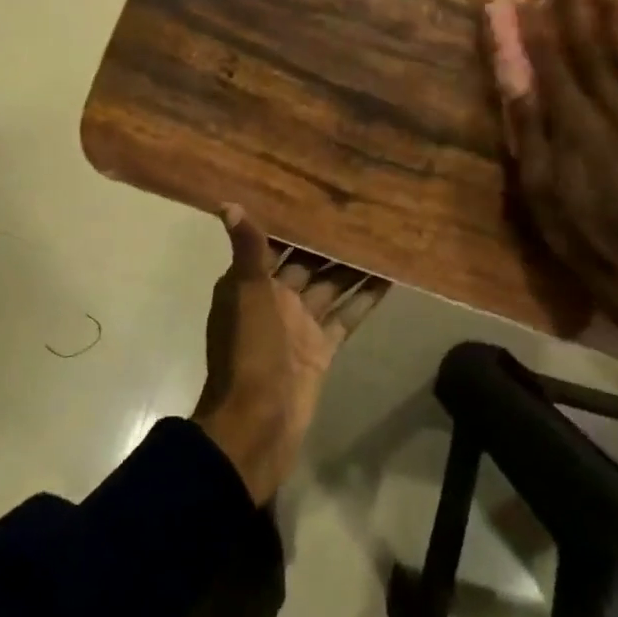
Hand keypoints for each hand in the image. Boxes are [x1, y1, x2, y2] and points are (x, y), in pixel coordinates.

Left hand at [192, 206, 388, 502]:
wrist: (257, 425)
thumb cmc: (249, 351)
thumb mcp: (247, 293)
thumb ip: (248, 249)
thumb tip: (228, 203)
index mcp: (251, 283)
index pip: (275, 242)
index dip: (294, 219)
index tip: (320, 191)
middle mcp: (275, 298)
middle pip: (307, 261)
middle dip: (330, 240)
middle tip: (362, 207)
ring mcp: (300, 324)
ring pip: (330, 285)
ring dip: (352, 265)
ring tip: (382, 234)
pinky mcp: (322, 347)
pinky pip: (346, 315)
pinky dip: (364, 298)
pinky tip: (389, 276)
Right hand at [482, 0, 617, 350]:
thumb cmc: (576, 229)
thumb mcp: (537, 183)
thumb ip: (528, 124)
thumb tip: (513, 73)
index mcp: (571, 122)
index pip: (547, 58)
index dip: (531, 21)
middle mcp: (609, 108)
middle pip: (586, 45)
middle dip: (570, 3)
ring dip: (615, 13)